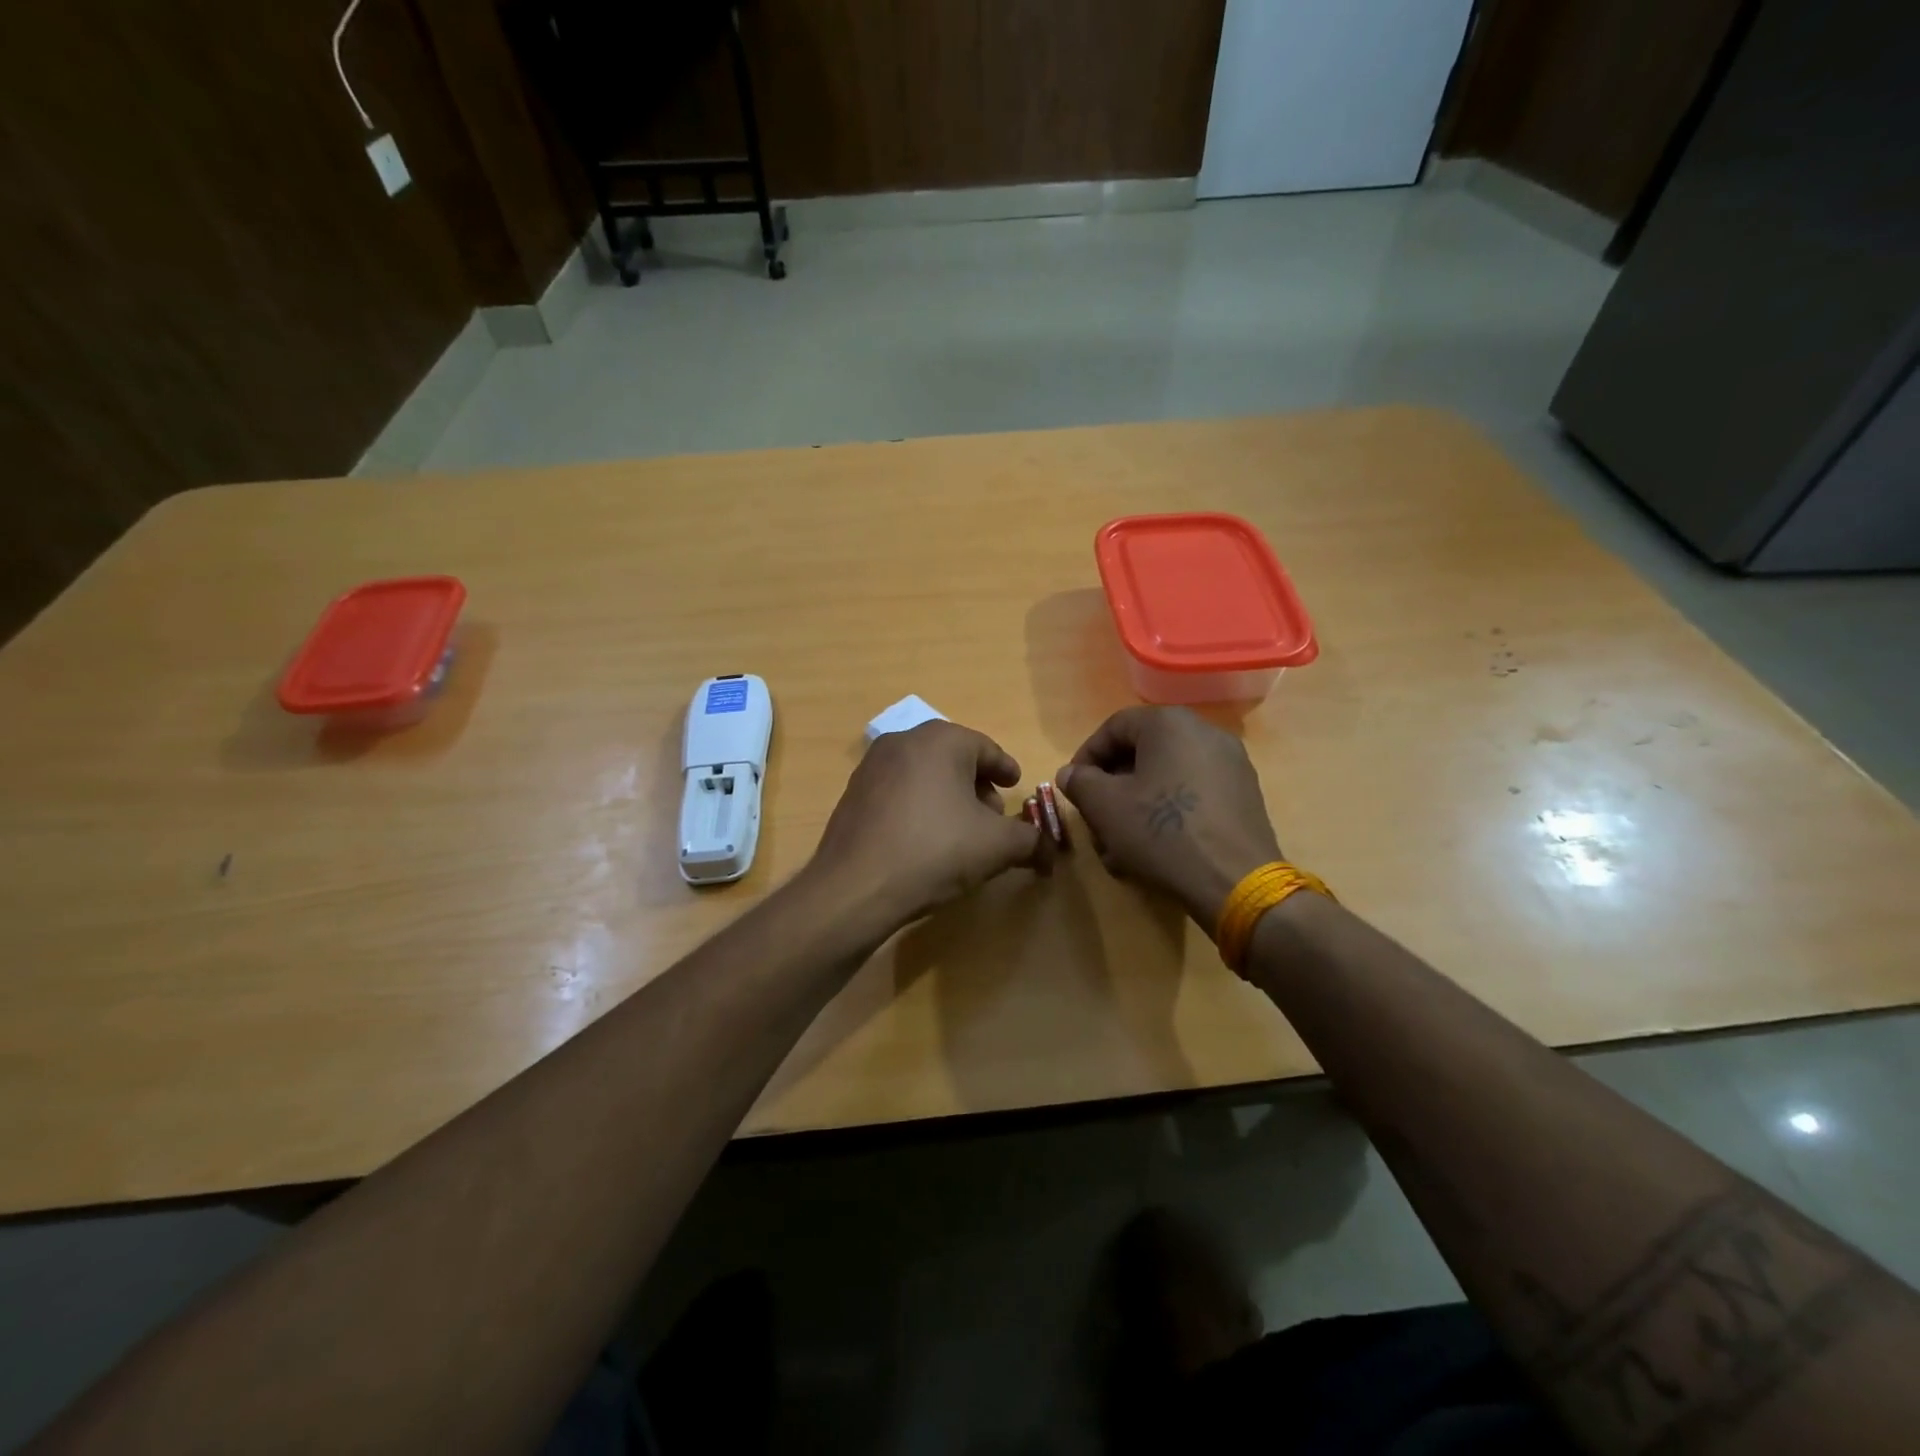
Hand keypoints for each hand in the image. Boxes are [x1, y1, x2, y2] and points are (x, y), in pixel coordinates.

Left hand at [808, 721, 1051, 931]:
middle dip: (977, 784)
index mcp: (941, 740)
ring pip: (924, 773)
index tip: (1016, 786)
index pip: (987, 748)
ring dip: (947, 795)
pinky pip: (898, 791)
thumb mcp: (998, 846)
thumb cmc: (935, 851)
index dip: (1006, 770)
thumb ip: (1032, 840)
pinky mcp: (853, 793)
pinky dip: (918, 805)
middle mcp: (904, 740)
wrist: (856, 886)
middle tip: (991, 815)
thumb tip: (1049, 851)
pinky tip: (924, 838)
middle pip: (954, 757)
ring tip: (960, 830)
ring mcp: (872, 766)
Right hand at [1056, 707, 1281, 929]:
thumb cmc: (1162, 832)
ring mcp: (1230, 764)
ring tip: (1120, 843)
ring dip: (1136, 804)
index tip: (1074, 788)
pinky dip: (1168, 812)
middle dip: (1112, 786)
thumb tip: (1071, 773)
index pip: (1114, 727)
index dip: (1086, 757)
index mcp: (1169, 723)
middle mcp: (1204, 732)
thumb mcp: (1104, 806)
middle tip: (1096, 818)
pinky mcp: (1243, 796)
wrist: (1235, 881)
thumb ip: (1080, 782)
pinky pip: (1193, 793)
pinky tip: (1154, 848)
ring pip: (1166, 777)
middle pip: (1142, 752)